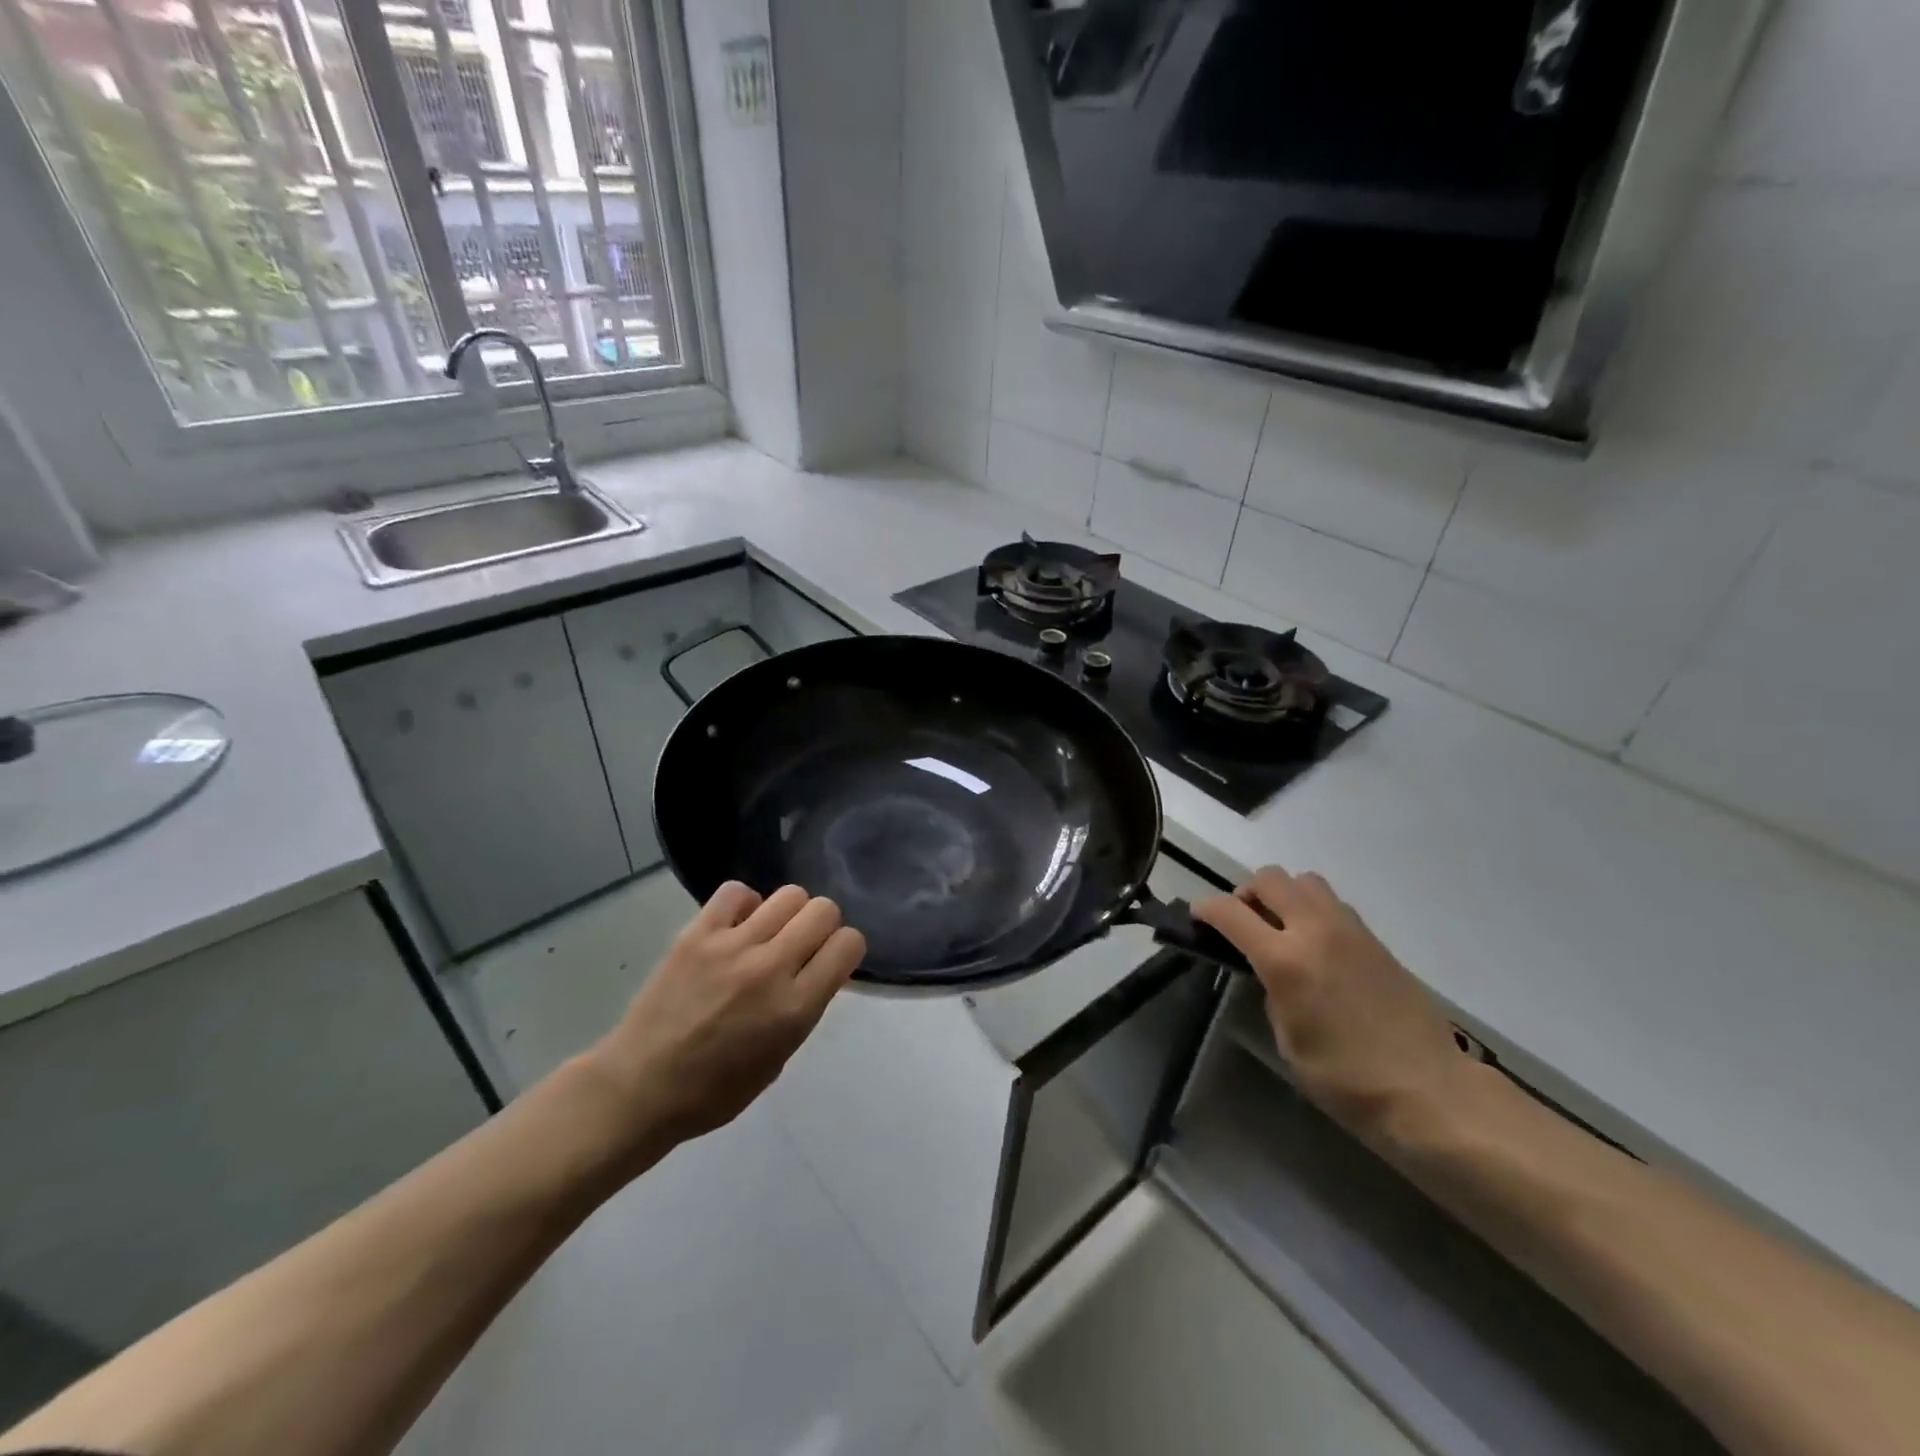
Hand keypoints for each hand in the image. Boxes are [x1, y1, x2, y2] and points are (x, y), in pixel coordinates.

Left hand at [584, 883, 865, 1152]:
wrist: (639, 1088)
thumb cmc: (713, 1091)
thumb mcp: (778, 1059)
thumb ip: (804, 1008)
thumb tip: (814, 969)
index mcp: (795, 1009)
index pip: (848, 944)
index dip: (845, 949)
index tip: (830, 961)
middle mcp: (770, 969)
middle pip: (823, 910)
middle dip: (822, 926)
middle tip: (801, 947)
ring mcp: (732, 946)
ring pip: (789, 894)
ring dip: (787, 913)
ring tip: (767, 935)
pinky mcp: (697, 933)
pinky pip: (737, 892)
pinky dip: (744, 904)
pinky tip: (736, 927)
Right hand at [1193, 868, 1466, 1146]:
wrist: (1429, 1091)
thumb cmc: (1346, 1079)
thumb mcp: (1288, 1040)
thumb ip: (1272, 991)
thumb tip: (1270, 970)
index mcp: (1285, 960)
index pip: (1230, 912)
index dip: (1204, 908)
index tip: (1196, 916)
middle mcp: (1315, 931)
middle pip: (1270, 878)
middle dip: (1246, 893)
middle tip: (1243, 923)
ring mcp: (1350, 930)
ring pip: (1305, 881)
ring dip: (1284, 895)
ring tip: (1281, 929)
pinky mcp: (1375, 939)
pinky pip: (1332, 903)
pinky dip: (1313, 910)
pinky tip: (1316, 947)